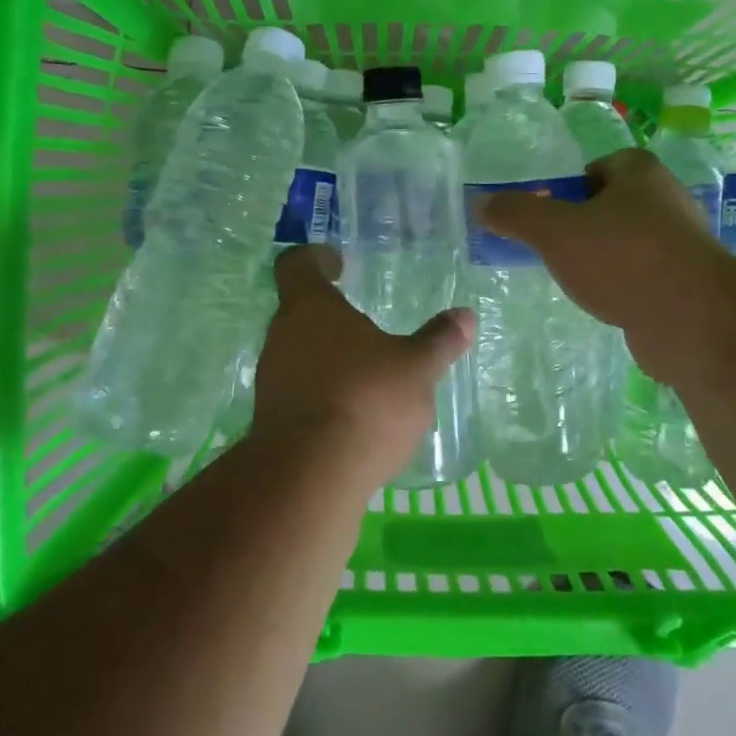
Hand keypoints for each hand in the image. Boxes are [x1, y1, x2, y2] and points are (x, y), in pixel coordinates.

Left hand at [248, 245, 475, 488]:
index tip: (339, 264)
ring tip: (366, 372)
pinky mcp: (270, 419)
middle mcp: (282, 336)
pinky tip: (352, 413)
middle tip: (365, 323)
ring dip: (327, 357)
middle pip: (300, 311)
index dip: (317, 259)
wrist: (309, 477)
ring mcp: (271, 379)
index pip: (297, 265)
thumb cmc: (366, 400)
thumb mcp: (417, 369)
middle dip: (331, 316)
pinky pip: (298, 391)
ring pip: (298, 353)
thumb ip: (439, 341)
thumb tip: (465, 316)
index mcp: (312, 308)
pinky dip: (322, 392)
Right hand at [477, 148, 735, 384]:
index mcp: (641, 172)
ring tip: (577, 280)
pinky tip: (607, 305)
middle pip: (613, 205)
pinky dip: (624, 287)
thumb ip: (517, 214)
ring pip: (629, 243)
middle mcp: (667, 200)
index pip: (600, 166)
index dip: (571, 187)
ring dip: (604, 258)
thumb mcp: (555, 231)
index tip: (549, 215)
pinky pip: (644, 276)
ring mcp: (682, 244)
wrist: (693, 319)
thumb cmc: (622, 258)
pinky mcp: (687, 284)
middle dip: (583, 225)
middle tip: (555, 249)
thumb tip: (481, 203)